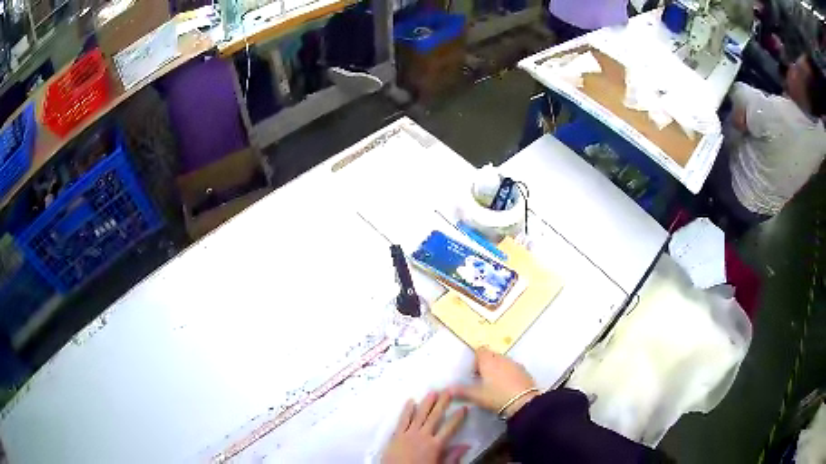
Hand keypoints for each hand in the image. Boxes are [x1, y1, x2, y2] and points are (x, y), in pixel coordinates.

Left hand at [382, 391, 467, 463]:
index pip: (449, 427)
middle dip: (442, 403)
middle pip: (435, 417)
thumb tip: (467, 445)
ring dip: (427, 403)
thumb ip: (453, 456)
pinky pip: (403, 420)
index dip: (458, 417)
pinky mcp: (396, 435)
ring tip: (433, 391)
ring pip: (420, 415)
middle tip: (449, 390)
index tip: (464, 407)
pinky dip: (407, 410)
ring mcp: (408, 434)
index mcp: (435, 445)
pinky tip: (411, 401)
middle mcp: (423, 436)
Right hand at [450, 347, 538, 418]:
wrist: (523, 402)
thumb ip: (461, 391)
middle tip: (482, 382)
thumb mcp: (476, 395)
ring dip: (497, 370)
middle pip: (491, 356)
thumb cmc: (496, 395)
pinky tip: (506, 388)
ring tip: (494, 386)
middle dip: (486, 365)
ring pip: (502, 362)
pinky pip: (512, 368)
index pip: (480, 350)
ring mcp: (515, 363)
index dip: (475, 360)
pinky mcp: (524, 371)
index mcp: (489, 360)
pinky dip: (508, 374)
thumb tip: (447, 389)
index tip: (474, 374)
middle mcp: (502, 357)